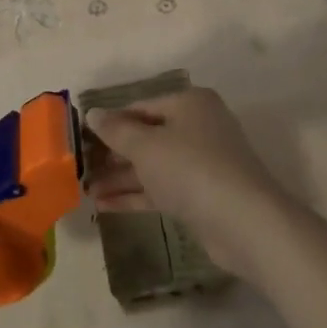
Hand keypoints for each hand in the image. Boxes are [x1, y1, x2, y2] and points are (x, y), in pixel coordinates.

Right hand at [84, 87, 290, 278]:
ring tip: (85, 190)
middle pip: (147, 136)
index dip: (110, 121)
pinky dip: (136, 195)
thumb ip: (116, 130)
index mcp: (189, 104)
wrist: (245, 223)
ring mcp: (202, 163)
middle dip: (113, 153)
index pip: (141, 106)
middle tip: (81, 166)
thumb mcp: (146, 146)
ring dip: (120, 177)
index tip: (81, 137)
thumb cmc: (192, 169)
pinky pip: (162, 189)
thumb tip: (92, 113)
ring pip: (153, 165)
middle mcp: (198, 127)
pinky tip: (104, 206)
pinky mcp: (202, 196)